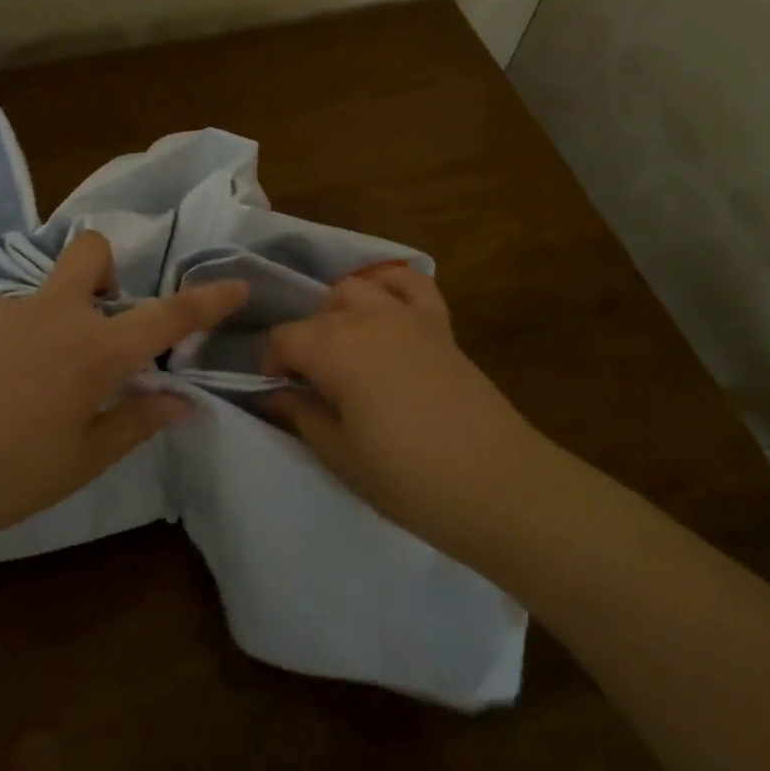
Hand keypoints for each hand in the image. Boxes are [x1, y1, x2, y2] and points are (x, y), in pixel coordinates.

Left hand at [0, 230, 247, 560]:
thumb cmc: (5, 477)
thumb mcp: (83, 459)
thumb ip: (138, 420)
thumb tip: (182, 400)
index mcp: (95, 351)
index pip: (168, 316)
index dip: (208, 300)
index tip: (236, 286)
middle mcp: (55, 314)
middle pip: (92, 252)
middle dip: (109, 271)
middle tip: (100, 325)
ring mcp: (6, 309)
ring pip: (48, 291)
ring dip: (59, 318)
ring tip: (35, 382)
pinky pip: (10, 313)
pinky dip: (20, 336)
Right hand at [263, 265, 547, 563]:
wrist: (498, 486)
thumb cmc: (409, 479)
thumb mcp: (340, 456)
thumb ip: (301, 415)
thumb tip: (276, 394)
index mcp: (336, 349)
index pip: (283, 337)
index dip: (271, 364)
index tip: (278, 394)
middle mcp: (368, 318)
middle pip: (317, 313)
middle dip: (304, 344)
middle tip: (311, 387)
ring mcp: (408, 316)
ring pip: (356, 289)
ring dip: (339, 313)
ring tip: (344, 352)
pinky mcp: (440, 325)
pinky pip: (411, 283)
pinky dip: (390, 286)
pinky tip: (383, 309)